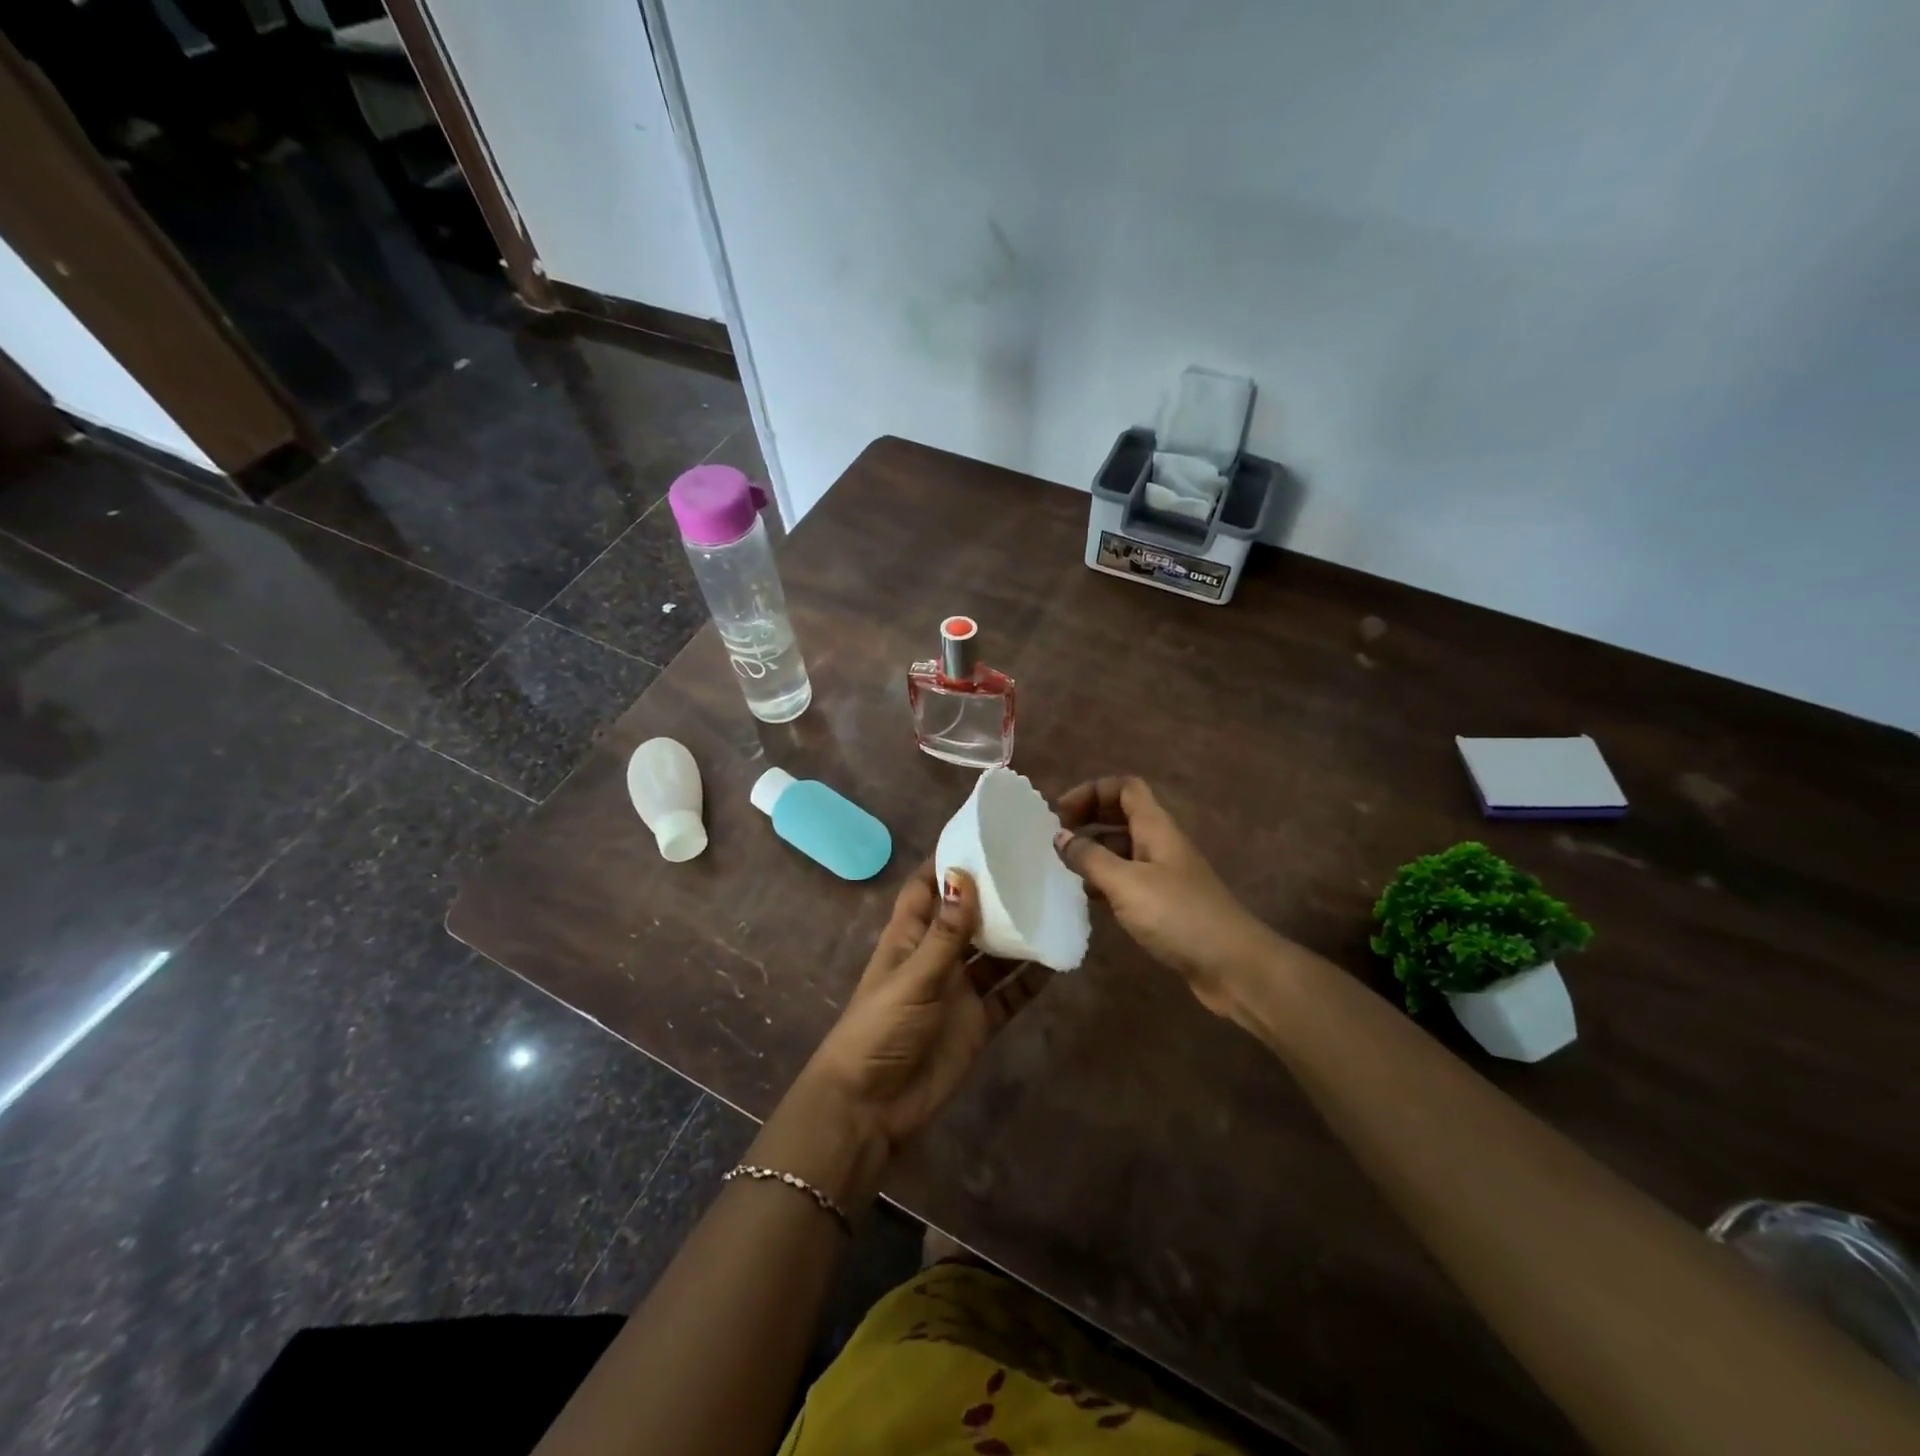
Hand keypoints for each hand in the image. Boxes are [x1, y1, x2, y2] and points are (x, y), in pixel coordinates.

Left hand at [801, 865, 1047, 1159]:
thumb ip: (945, 932)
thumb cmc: (880, 1029)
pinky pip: (1011, 994)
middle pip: (968, 916)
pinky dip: (1032, 978)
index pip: (927, 887)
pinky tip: (1059, 957)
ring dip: (1019, 933)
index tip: (983, 835)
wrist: (872, 1108)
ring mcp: (959, 989)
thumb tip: (965, 875)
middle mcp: (937, 956)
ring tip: (1055, 903)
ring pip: (995, 953)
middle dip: (995, 893)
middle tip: (1035, 865)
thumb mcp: (913, 976)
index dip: (949, 861)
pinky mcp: (978, 1021)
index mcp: (909, 937)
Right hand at [1054, 776, 1273, 1017]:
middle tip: (1054, 837)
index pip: (1125, 788)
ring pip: (1122, 850)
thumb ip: (1090, 858)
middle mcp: (1160, 844)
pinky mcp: (1164, 905)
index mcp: (1156, 828)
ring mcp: (1164, 875)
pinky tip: (1084, 898)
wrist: (1232, 965)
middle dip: (1088, 818)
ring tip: (1061, 868)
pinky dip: (1104, 882)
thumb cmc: (1178, 915)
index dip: (1092, 790)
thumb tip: (1059, 837)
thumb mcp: (1126, 883)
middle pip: (1122, 815)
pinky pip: (1127, 881)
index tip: (1060, 813)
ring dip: (1093, 852)